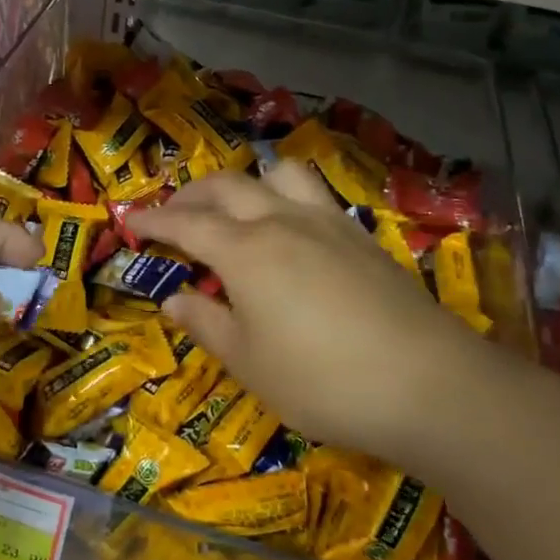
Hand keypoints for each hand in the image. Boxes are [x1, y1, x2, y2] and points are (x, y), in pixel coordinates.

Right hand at [130, 163, 504, 474]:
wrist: (428, 384)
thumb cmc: (322, 380)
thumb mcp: (249, 363)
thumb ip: (207, 325)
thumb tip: (174, 301)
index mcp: (245, 251)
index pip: (186, 223)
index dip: (154, 220)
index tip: (131, 220)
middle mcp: (283, 221)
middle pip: (228, 186)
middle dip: (192, 195)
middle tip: (173, 215)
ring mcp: (328, 223)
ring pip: (278, 174)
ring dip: (247, 182)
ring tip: (236, 209)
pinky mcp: (362, 237)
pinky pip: (314, 196)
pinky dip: (286, 198)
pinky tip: (291, 232)